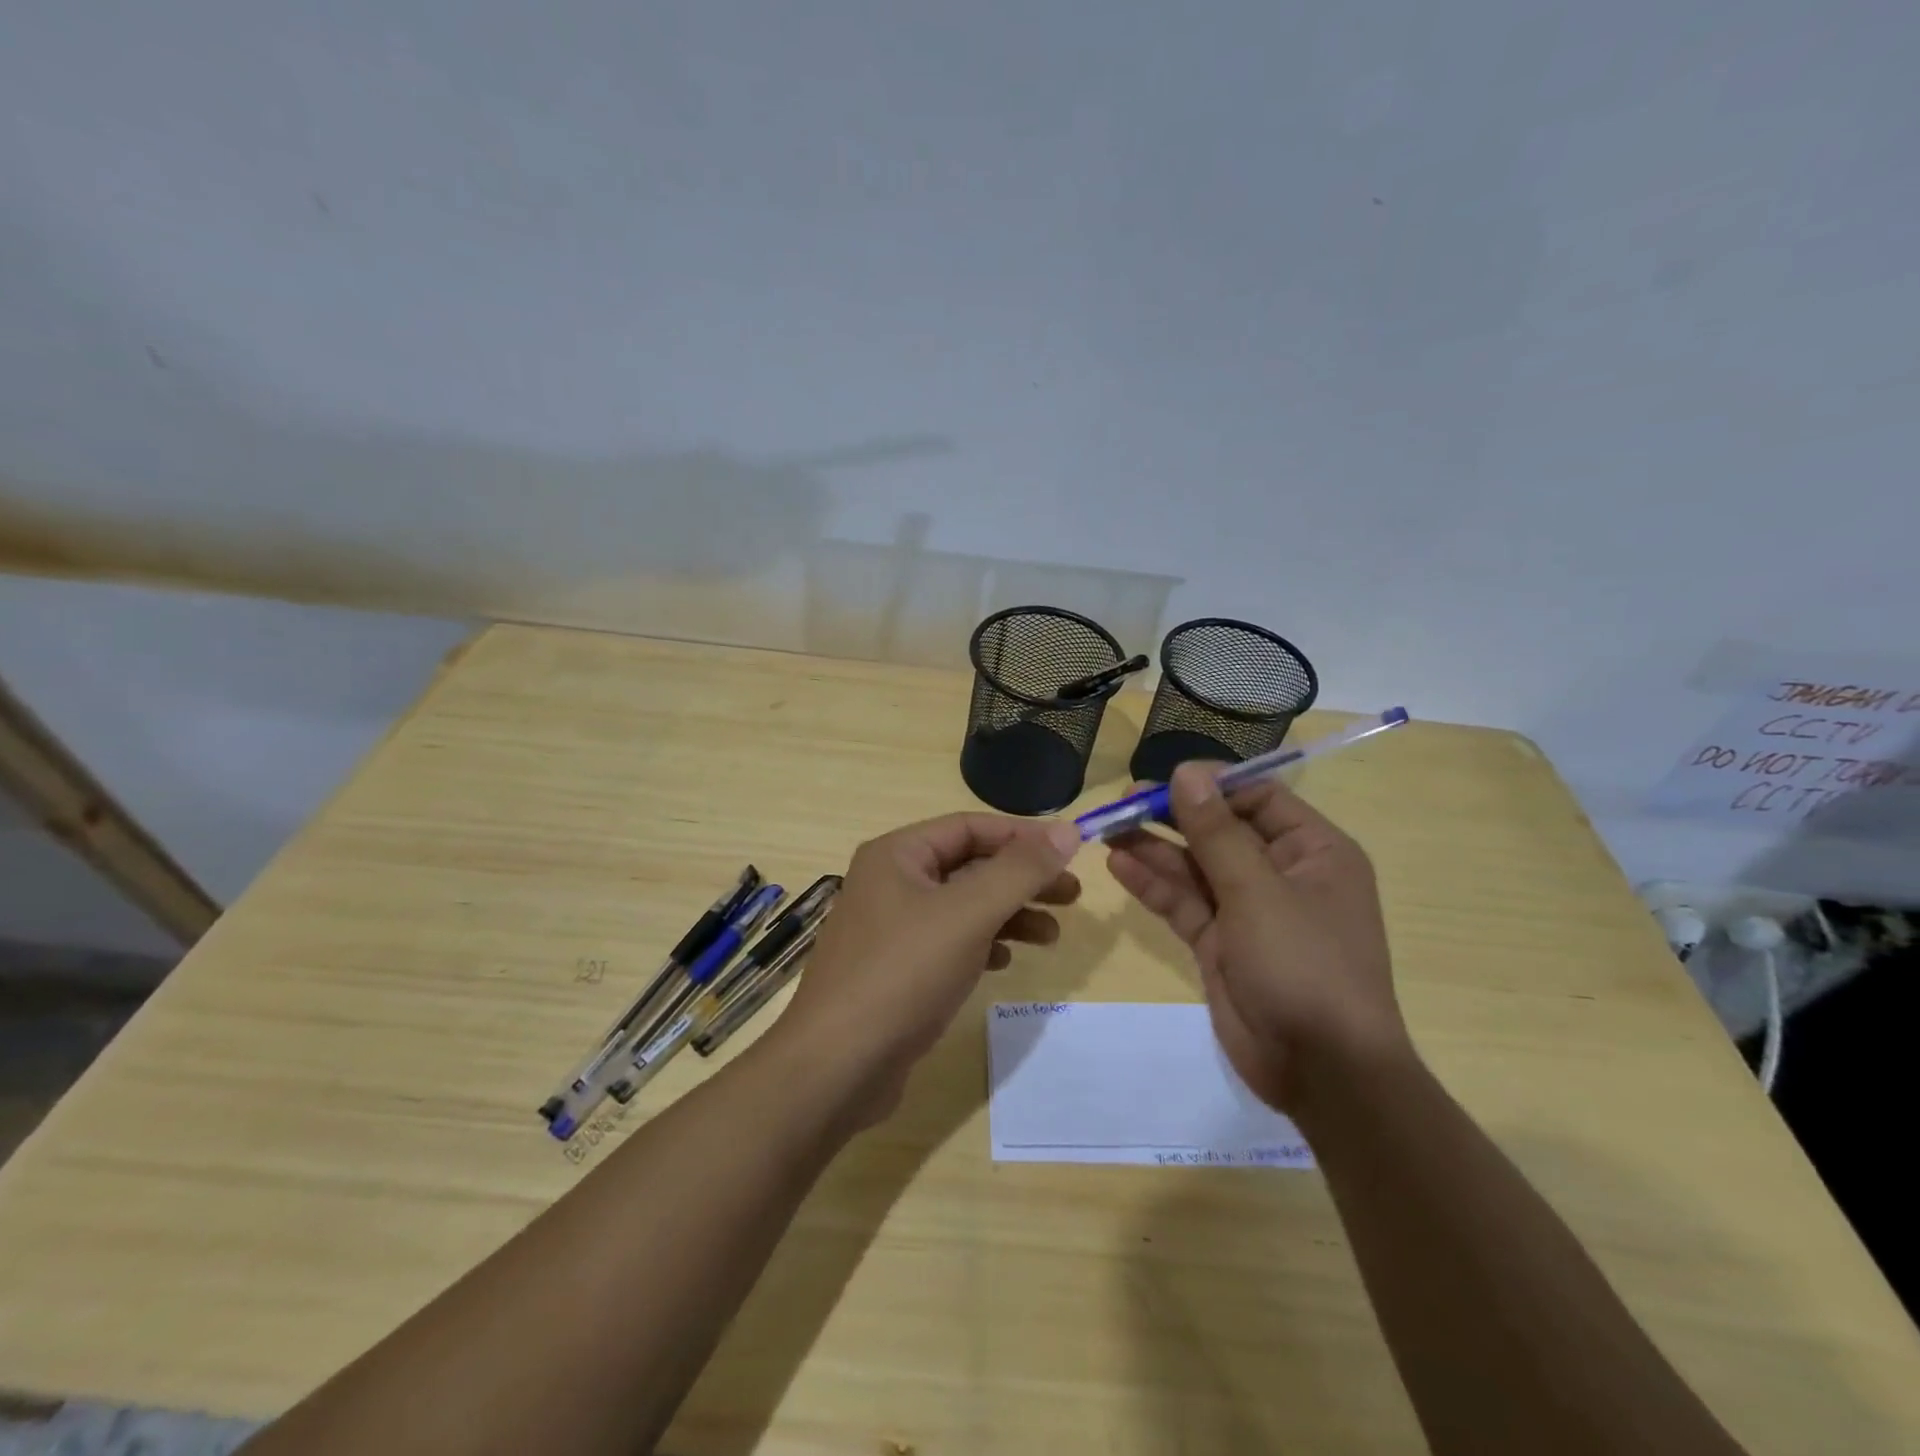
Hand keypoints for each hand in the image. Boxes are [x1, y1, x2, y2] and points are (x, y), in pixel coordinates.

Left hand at [776, 813, 1082, 1120]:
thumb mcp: (968, 913)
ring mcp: (890, 928)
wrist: (838, 1066)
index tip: (1070, 853)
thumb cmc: (903, 973)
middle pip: (969, 867)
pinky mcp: (896, 969)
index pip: (970, 827)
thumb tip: (1068, 829)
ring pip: (962, 907)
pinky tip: (1005, 962)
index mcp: (897, 855)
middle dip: (1022, 879)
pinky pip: (949, 942)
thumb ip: (1020, 870)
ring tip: (1052, 936)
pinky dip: (981, 945)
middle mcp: (891, 882)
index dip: (1022, 836)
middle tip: (1072, 897)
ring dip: (1008, 915)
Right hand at [1106, 763, 1407, 1111]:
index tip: (1163, 779)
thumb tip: (1186, 772)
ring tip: (1107, 829)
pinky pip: (1184, 903)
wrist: (1321, 1071)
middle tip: (1122, 803)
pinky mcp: (1220, 943)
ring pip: (1195, 867)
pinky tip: (1119, 865)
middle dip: (1172, 816)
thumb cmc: (1304, 965)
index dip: (1211, 785)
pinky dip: (1154, 885)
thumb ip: (1216, 832)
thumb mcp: (1258, 891)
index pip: (1258, 797)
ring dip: (1154, 848)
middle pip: (1220, 830)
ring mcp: (1248, 911)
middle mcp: (1281, 874)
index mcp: (1312, 851)